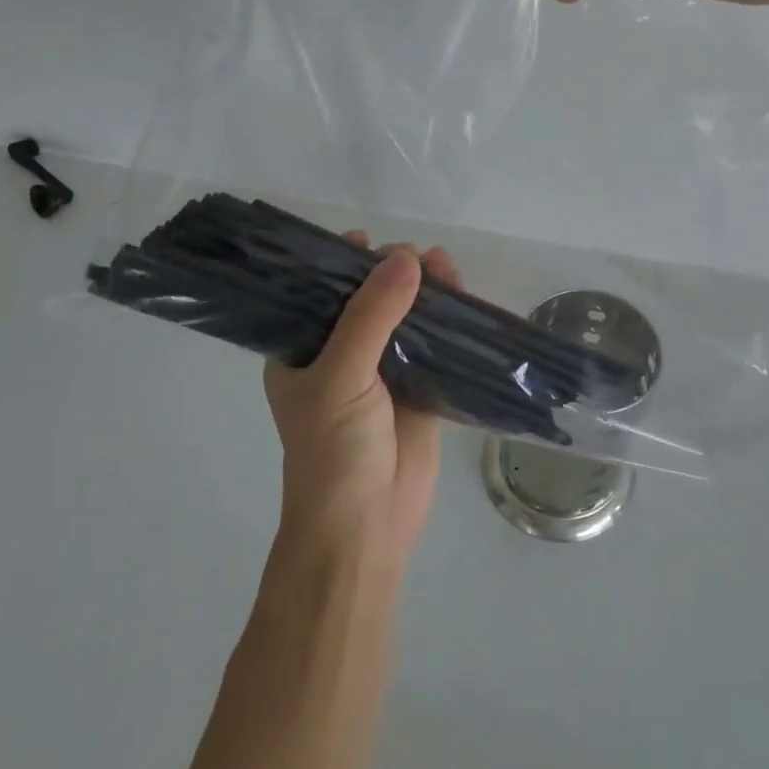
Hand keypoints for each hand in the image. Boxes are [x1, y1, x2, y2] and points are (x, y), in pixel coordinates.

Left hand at [262, 236, 461, 561]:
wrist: (365, 529)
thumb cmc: (333, 453)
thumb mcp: (341, 377)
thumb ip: (372, 316)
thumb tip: (408, 257)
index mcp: (303, 352)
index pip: (318, 294)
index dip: (340, 265)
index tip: (366, 239)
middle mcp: (341, 356)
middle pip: (369, 300)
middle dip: (391, 273)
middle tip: (417, 254)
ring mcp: (383, 373)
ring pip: (406, 318)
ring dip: (425, 292)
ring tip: (446, 266)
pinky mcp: (419, 390)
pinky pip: (435, 345)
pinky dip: (450, 322)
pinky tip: (465, 299)